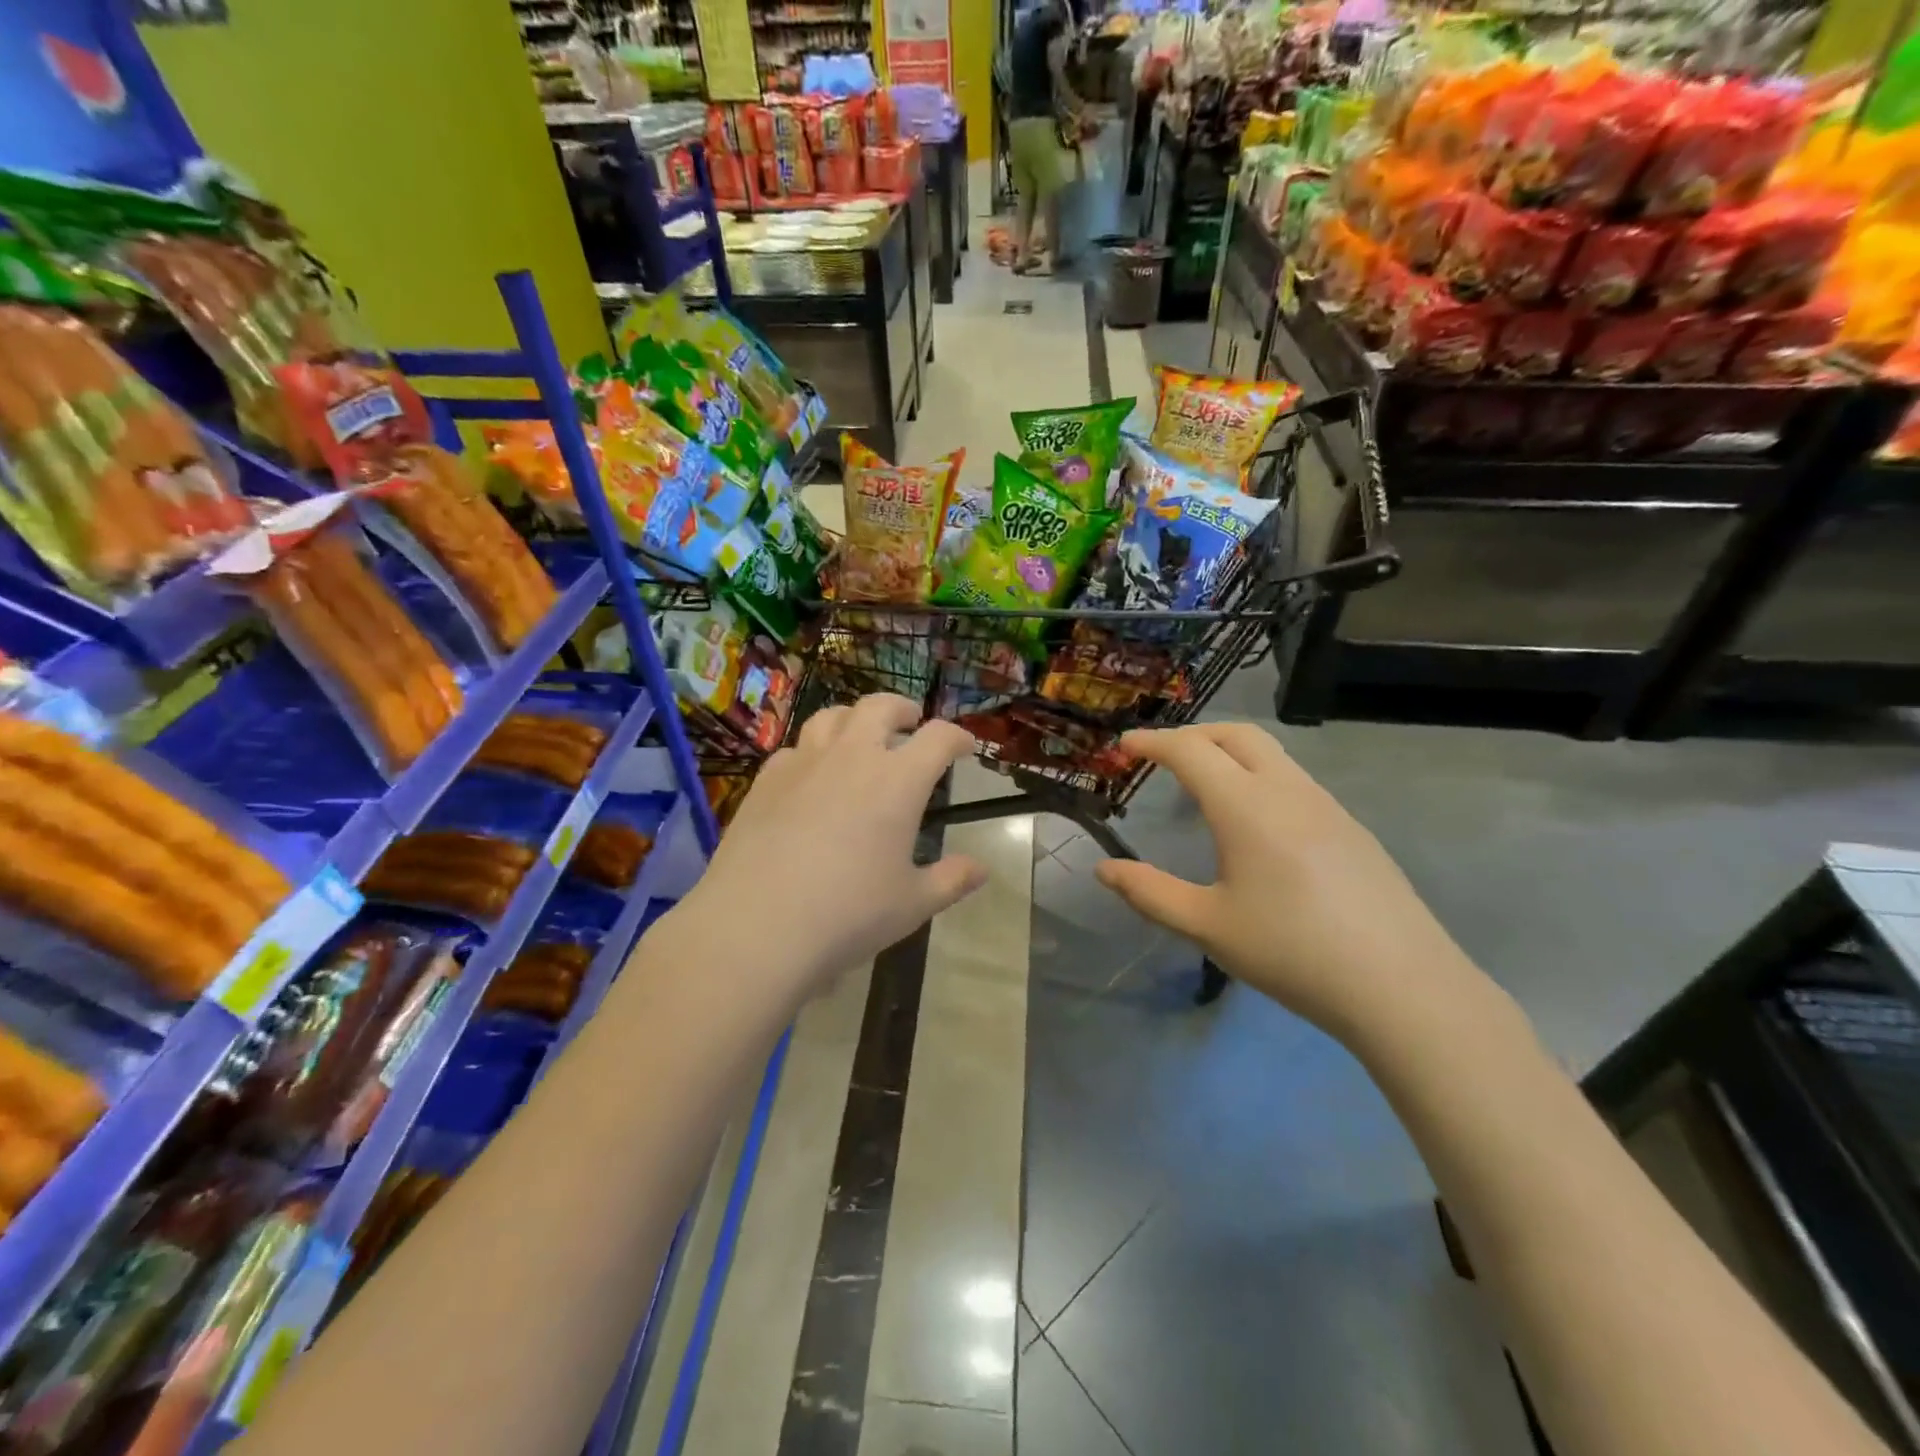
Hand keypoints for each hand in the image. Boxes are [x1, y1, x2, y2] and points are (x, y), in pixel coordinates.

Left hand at [681, 695, 985, 996]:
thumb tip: (981, 870)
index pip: (938, 738)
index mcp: (898, 781)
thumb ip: (951, 880)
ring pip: (832, 716)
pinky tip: (811, 776)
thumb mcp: (912, 904)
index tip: (964, 747)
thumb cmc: (849, 914)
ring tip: (860, 737)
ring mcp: (804, 763)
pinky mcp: (766, 780)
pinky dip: (813, 751)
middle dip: (903, 709)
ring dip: (854, 719)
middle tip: (911, 723)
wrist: (757, 924)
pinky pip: (795, 749)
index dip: (957, 737)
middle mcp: (852, 757)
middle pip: (881, 707)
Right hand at [1095, 724, 1482, 1043]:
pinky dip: (1260, 778)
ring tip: (1205, 790)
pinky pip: (1295, 781)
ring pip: (1271, 754)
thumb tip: (1105, 870)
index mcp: (1246, 805)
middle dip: (1193, 734)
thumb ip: (1149, 892)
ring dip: (1230, 754)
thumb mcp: (1207, 926)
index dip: (1153, 742)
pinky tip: (1257, 827)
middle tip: (1162, 758)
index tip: (1125, 746)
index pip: (1190, 750)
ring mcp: (1327, 806)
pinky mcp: (1352, 829)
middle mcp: (1288, 790)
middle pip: (1236, 734)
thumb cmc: (1292, 952)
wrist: (1403, 987)